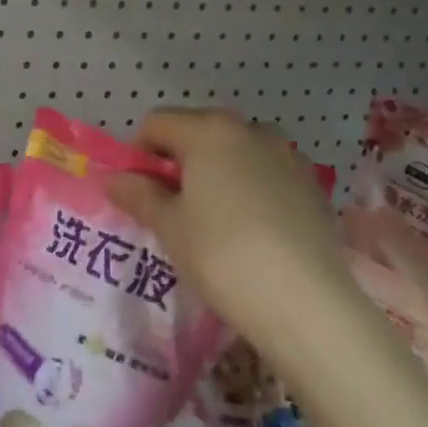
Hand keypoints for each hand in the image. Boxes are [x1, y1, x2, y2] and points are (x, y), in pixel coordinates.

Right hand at [108, 108, 369, 374]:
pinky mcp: (313, 187)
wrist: (305, 302)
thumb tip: (115, 178)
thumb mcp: (168, 225)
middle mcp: (252, 131)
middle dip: (178, 163)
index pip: (157, 123)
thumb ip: (138, 194)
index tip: (138, 192)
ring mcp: (289, 157)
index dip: (138, 154)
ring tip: (212, 221)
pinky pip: (266, 175)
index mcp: (210, 130)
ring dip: (215, 174)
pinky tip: (249, 232)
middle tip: (171, 209)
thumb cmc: (221, 254)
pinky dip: (248, 190)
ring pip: (236, 154)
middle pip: (199, 133)